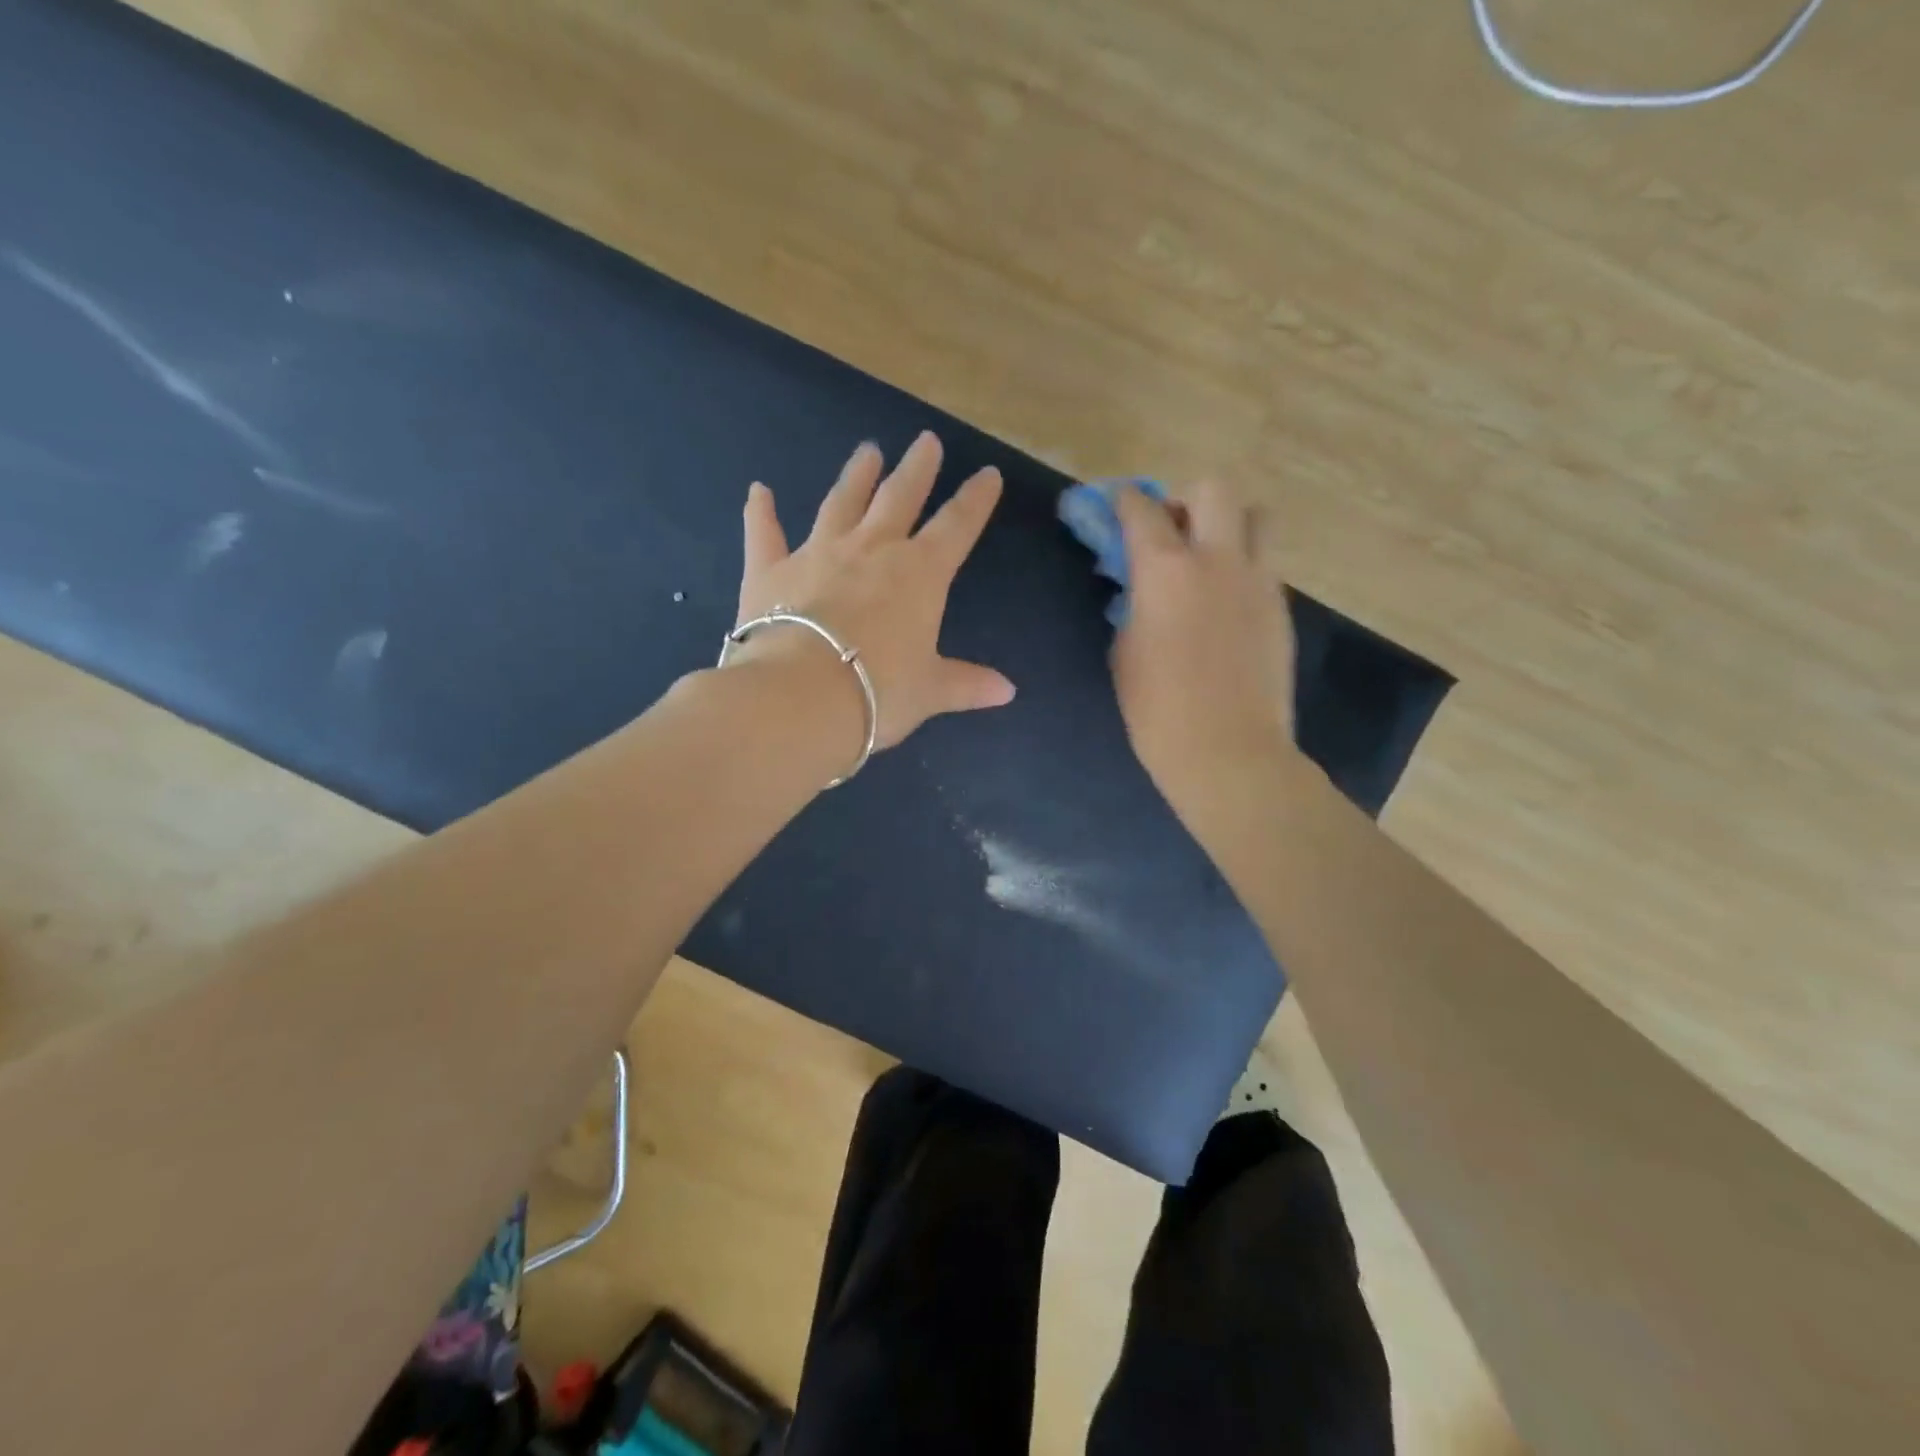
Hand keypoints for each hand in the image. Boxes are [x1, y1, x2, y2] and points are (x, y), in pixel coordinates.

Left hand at [732, 432, 1015, 751]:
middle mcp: (871, 549)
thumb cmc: (877, 692)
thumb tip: (1008, 691)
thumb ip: (966, 683)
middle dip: (917, 469)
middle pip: (899, 497)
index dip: (976, 499)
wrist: (799, 697)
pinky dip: (761, 512)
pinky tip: (758, 491)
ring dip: (856, 476)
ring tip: (868, 450)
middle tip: (926, 441)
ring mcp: (818, 553)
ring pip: (841, 503)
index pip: (957, 526)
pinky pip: (765, 533)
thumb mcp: (929, 691)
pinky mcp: (769, 570)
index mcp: (919, 574)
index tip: (988, 474)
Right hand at [1110, 479, 1297, 804]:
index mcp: (1166, 570)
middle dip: (1186, 499)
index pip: (1142, 509)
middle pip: (1213, 489)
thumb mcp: (1125, 653)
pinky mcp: (1281, 608)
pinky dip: (1241, 568)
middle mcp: (1218, 560)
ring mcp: (1258, 581)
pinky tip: (1223, 605)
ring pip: (1255, 518)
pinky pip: (1263, 565)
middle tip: (1170, 530)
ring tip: (1206, 560)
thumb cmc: (1158, 711)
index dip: (1124, 500)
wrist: (1229, 752)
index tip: (1115, 504)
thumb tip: (1142, 592)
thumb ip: (1134, 607)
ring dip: (1227, 525)